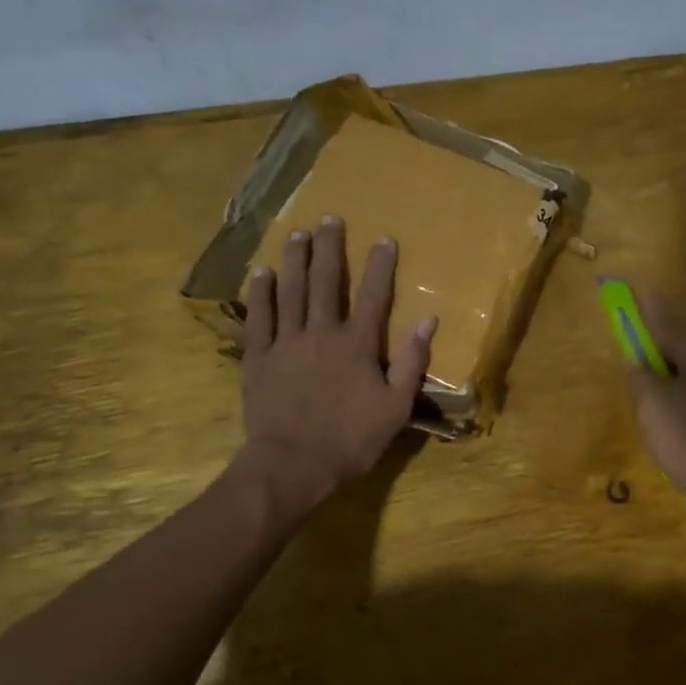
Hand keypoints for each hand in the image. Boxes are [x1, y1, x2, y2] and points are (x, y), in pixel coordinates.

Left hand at [237, 215, 435, 511]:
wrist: (293, 465)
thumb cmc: (350, 440)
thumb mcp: (395, 407)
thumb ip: (410, 362)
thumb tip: (428, 321)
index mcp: (357, 344)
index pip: (373, 295)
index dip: (380, 265)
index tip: (385, 238)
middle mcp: (321, 333)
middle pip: (325, 282)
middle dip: (329, 248)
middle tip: (329, 219)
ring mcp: (286, 343)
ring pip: (290, 291)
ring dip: (294, 260)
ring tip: (296, 233)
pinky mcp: (258, 358)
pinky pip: (259, 318)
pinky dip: (261, 294)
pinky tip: (262, 273)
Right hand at [625, 293, 685, 524]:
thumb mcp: (650, 404)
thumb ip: (640, 376)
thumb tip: (640, 364)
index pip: (668, 324)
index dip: (647, 307)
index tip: (634, 286)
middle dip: (663, 344)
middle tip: (641, 347)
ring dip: (677, 372)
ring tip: (656, 386)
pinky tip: (680, 413)